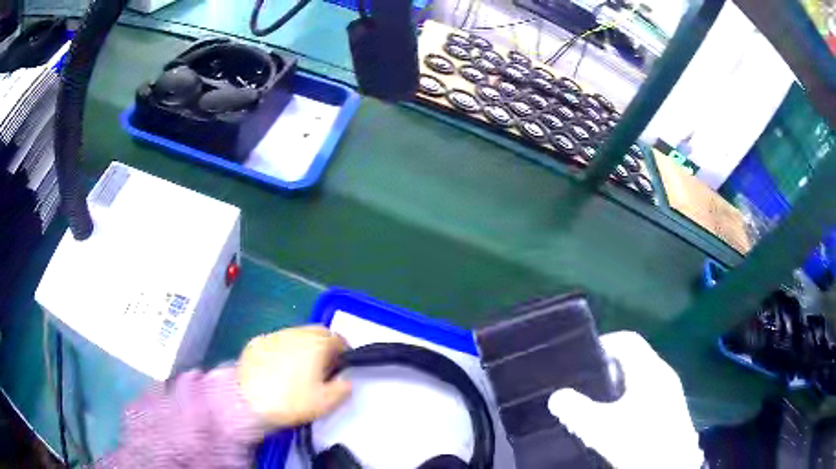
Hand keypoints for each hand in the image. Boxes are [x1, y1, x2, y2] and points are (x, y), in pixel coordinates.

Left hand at [238, 326, 351, 428]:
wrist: (248, 400)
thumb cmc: (291, 401)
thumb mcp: (325, 403)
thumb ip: (342, 389)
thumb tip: (345, 381)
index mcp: (317, 344)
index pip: (338, 339)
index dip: (343, 352)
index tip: (341, 367)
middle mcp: (296, 333)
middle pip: (317, 332)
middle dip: (324, 346)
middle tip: (322, 368)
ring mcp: (274, 335)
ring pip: (295, 336)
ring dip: (302, 347)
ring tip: (298, 370)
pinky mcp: (256, 342)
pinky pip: (276, 343)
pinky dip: (282, 352)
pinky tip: (277, 370)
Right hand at [547, 332, 703, 468]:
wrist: (670, 465)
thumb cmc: (638, 441)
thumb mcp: (600, 428)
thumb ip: (576, 410)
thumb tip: (556, 397)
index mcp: (650, 369)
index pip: (628, 340)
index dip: (605, 343)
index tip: (584, 358)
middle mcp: (664, 374)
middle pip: (635, 358)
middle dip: (610, 368)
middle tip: (587, 384)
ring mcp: (672, 391)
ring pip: (643, 378)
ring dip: (621, 386)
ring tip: (600, 404)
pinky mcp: (673, 409)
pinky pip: (650, 392)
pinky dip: (633, 398)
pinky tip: (621, 420)